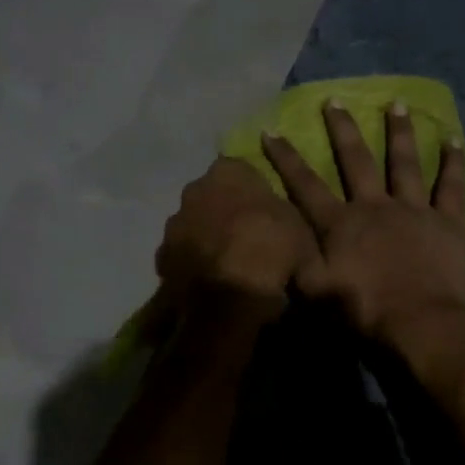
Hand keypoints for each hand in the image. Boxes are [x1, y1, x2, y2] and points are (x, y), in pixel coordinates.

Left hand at [156, 157, 316, 302]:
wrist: (229, 294)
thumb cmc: (271, 249)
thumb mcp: (301, 231)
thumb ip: (289, 220)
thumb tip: (285, 228)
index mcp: (228, 172)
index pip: (242, 170)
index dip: (255, 192)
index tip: (267, 213)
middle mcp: (194, 189)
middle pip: (213, 197)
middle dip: (226, 213)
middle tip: (248, 239)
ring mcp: (174, 224)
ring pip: (194, 226)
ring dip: (208, 239)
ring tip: (229, 266)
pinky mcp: (162, 256)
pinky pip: (182, 256)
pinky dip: (194, 265)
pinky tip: (211, 283)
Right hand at [261, 100, 464, 348]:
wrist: (422, 324)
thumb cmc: (365, 311)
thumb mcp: (316, 293)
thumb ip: (298, 263)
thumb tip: (281, 240)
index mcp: (340, 224)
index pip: (305, 184)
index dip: (286, 158)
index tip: (271, 130)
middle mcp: (375, 206)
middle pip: (356, 161)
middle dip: (342, 129)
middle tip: (334, 100)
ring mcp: (415, 210)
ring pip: (405, 162)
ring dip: (398, 132)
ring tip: (396, 103)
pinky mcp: (448, 222)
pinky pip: (452, 185)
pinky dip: (454, 162)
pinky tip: (454, 138)